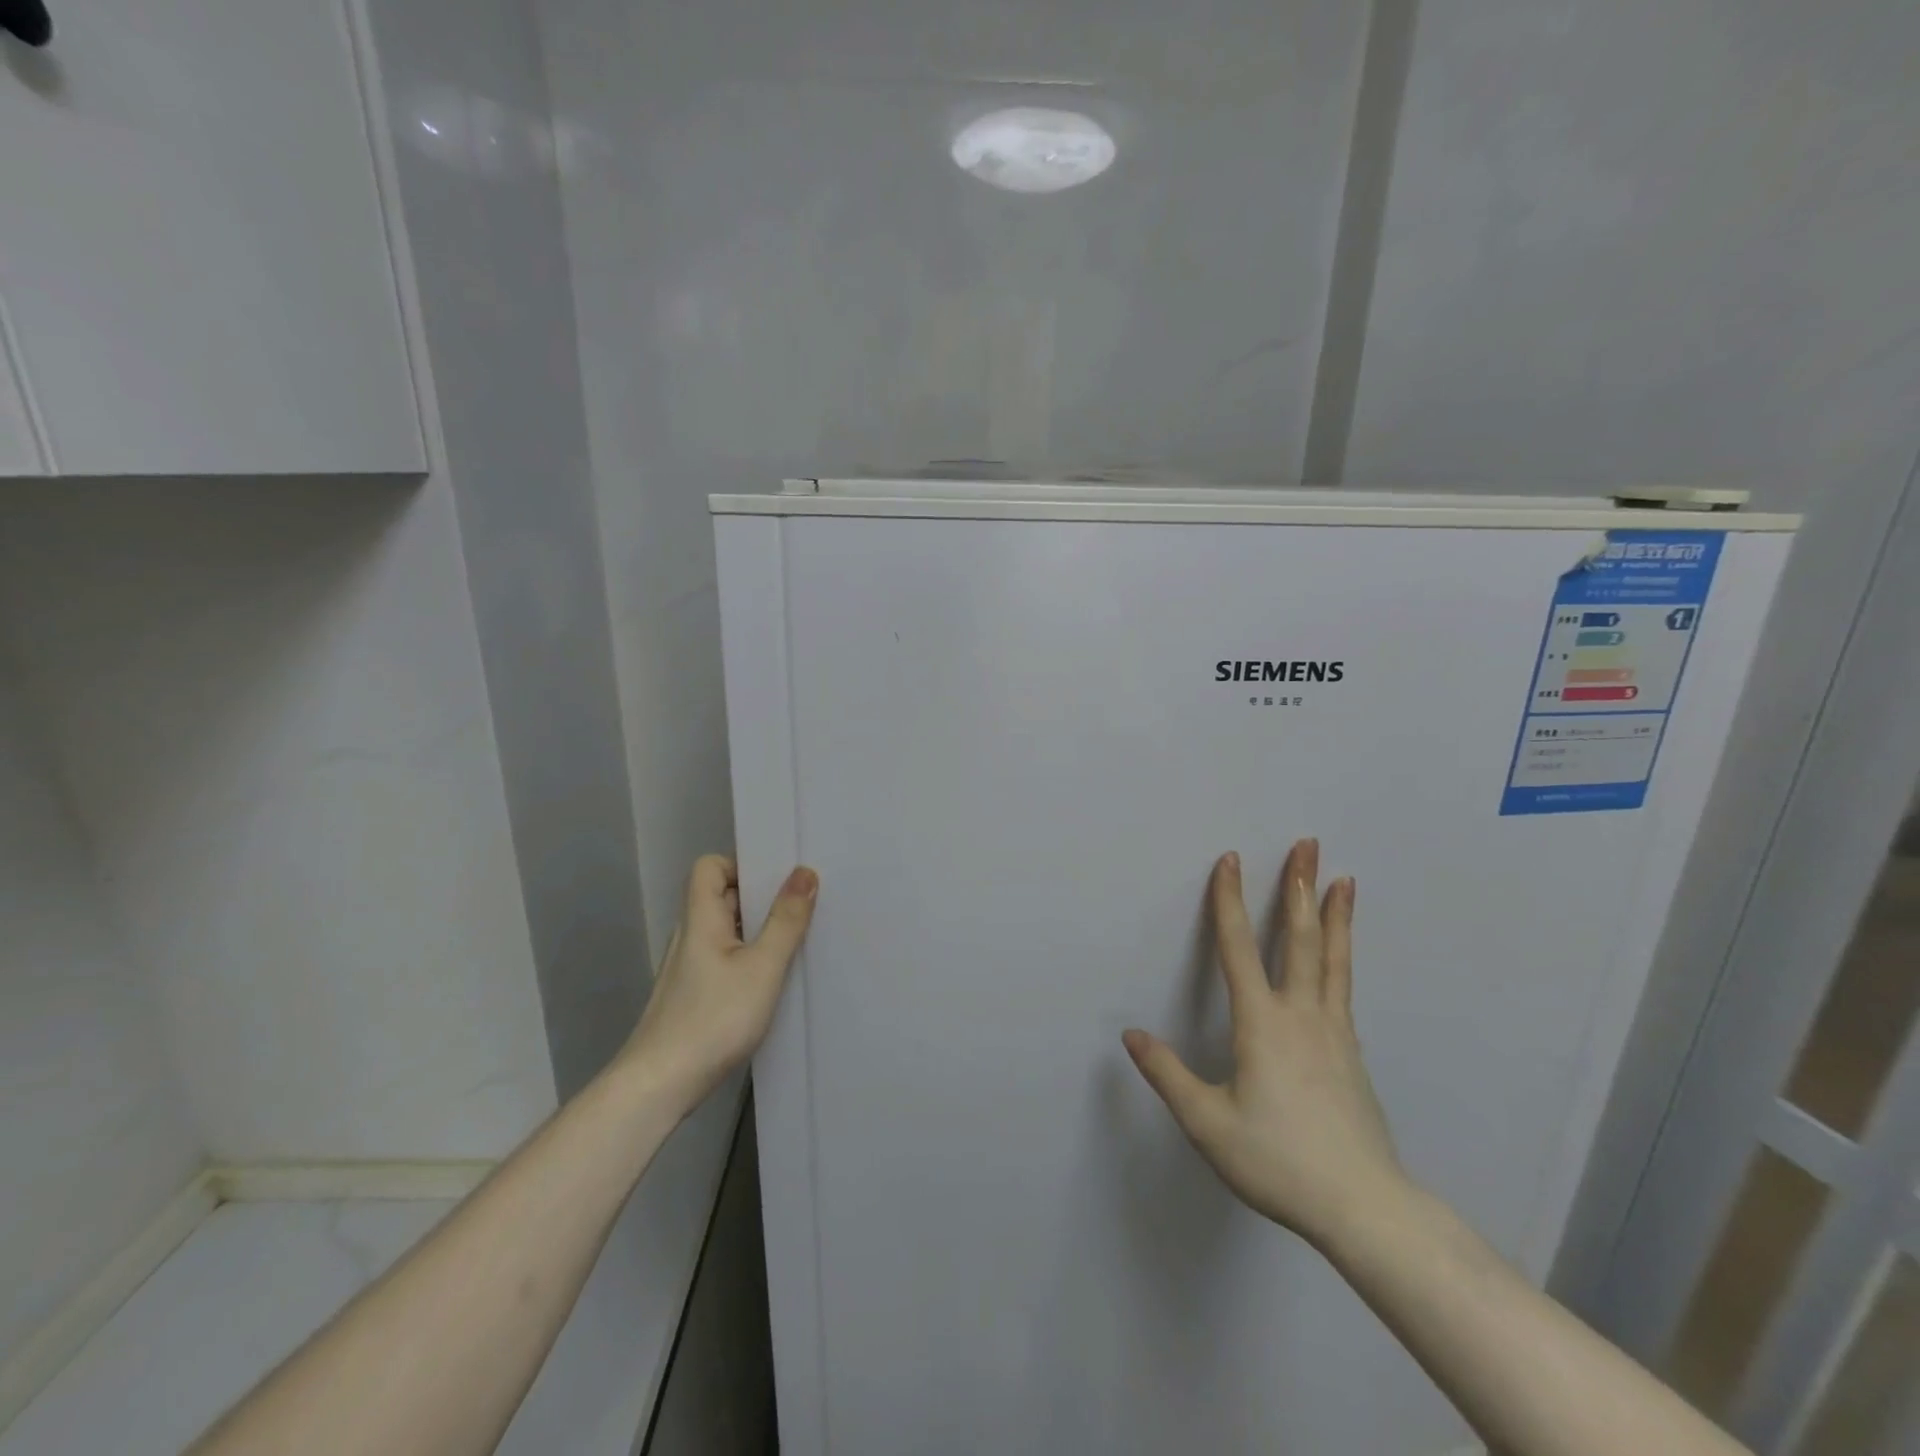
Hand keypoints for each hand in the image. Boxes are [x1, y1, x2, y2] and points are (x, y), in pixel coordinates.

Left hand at [620, 855, 817, 1114]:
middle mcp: (690, 936)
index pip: (709, 867)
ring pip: (725, 930)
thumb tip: (804, 872)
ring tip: (793, 942)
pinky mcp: (692, 995)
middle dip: (760, 897)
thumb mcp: (762, 967)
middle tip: (799, 907)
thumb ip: (786, 920)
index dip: (740, 865)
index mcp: (701, 919)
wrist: (659, 1085)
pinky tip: (770, 981)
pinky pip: (724, 958)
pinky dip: (748, 958)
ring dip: (757, 930)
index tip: (776, 882)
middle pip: (721, 896)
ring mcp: (688, 967)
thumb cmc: (713, 1018)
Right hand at [1123, 840, 1407, 1248]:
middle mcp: (1301, 1015)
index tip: (1231, 860)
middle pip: (1300, 938)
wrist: (1363, 1207)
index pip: (1237, 948)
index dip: (1230, 901)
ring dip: (1335, 915)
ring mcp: (1334, 1032)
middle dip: (1300, 887)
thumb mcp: (1208, 1123)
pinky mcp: (1352, 1053)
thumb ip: (1167, 1074)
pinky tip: (1342, 955)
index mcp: (1262, 1024)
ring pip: (1333, 959)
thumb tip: (1131, 1035)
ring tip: (1344, 879)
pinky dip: (1343, 956)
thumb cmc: (1278, 1161)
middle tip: (1309, 845)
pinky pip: (1344, 987)